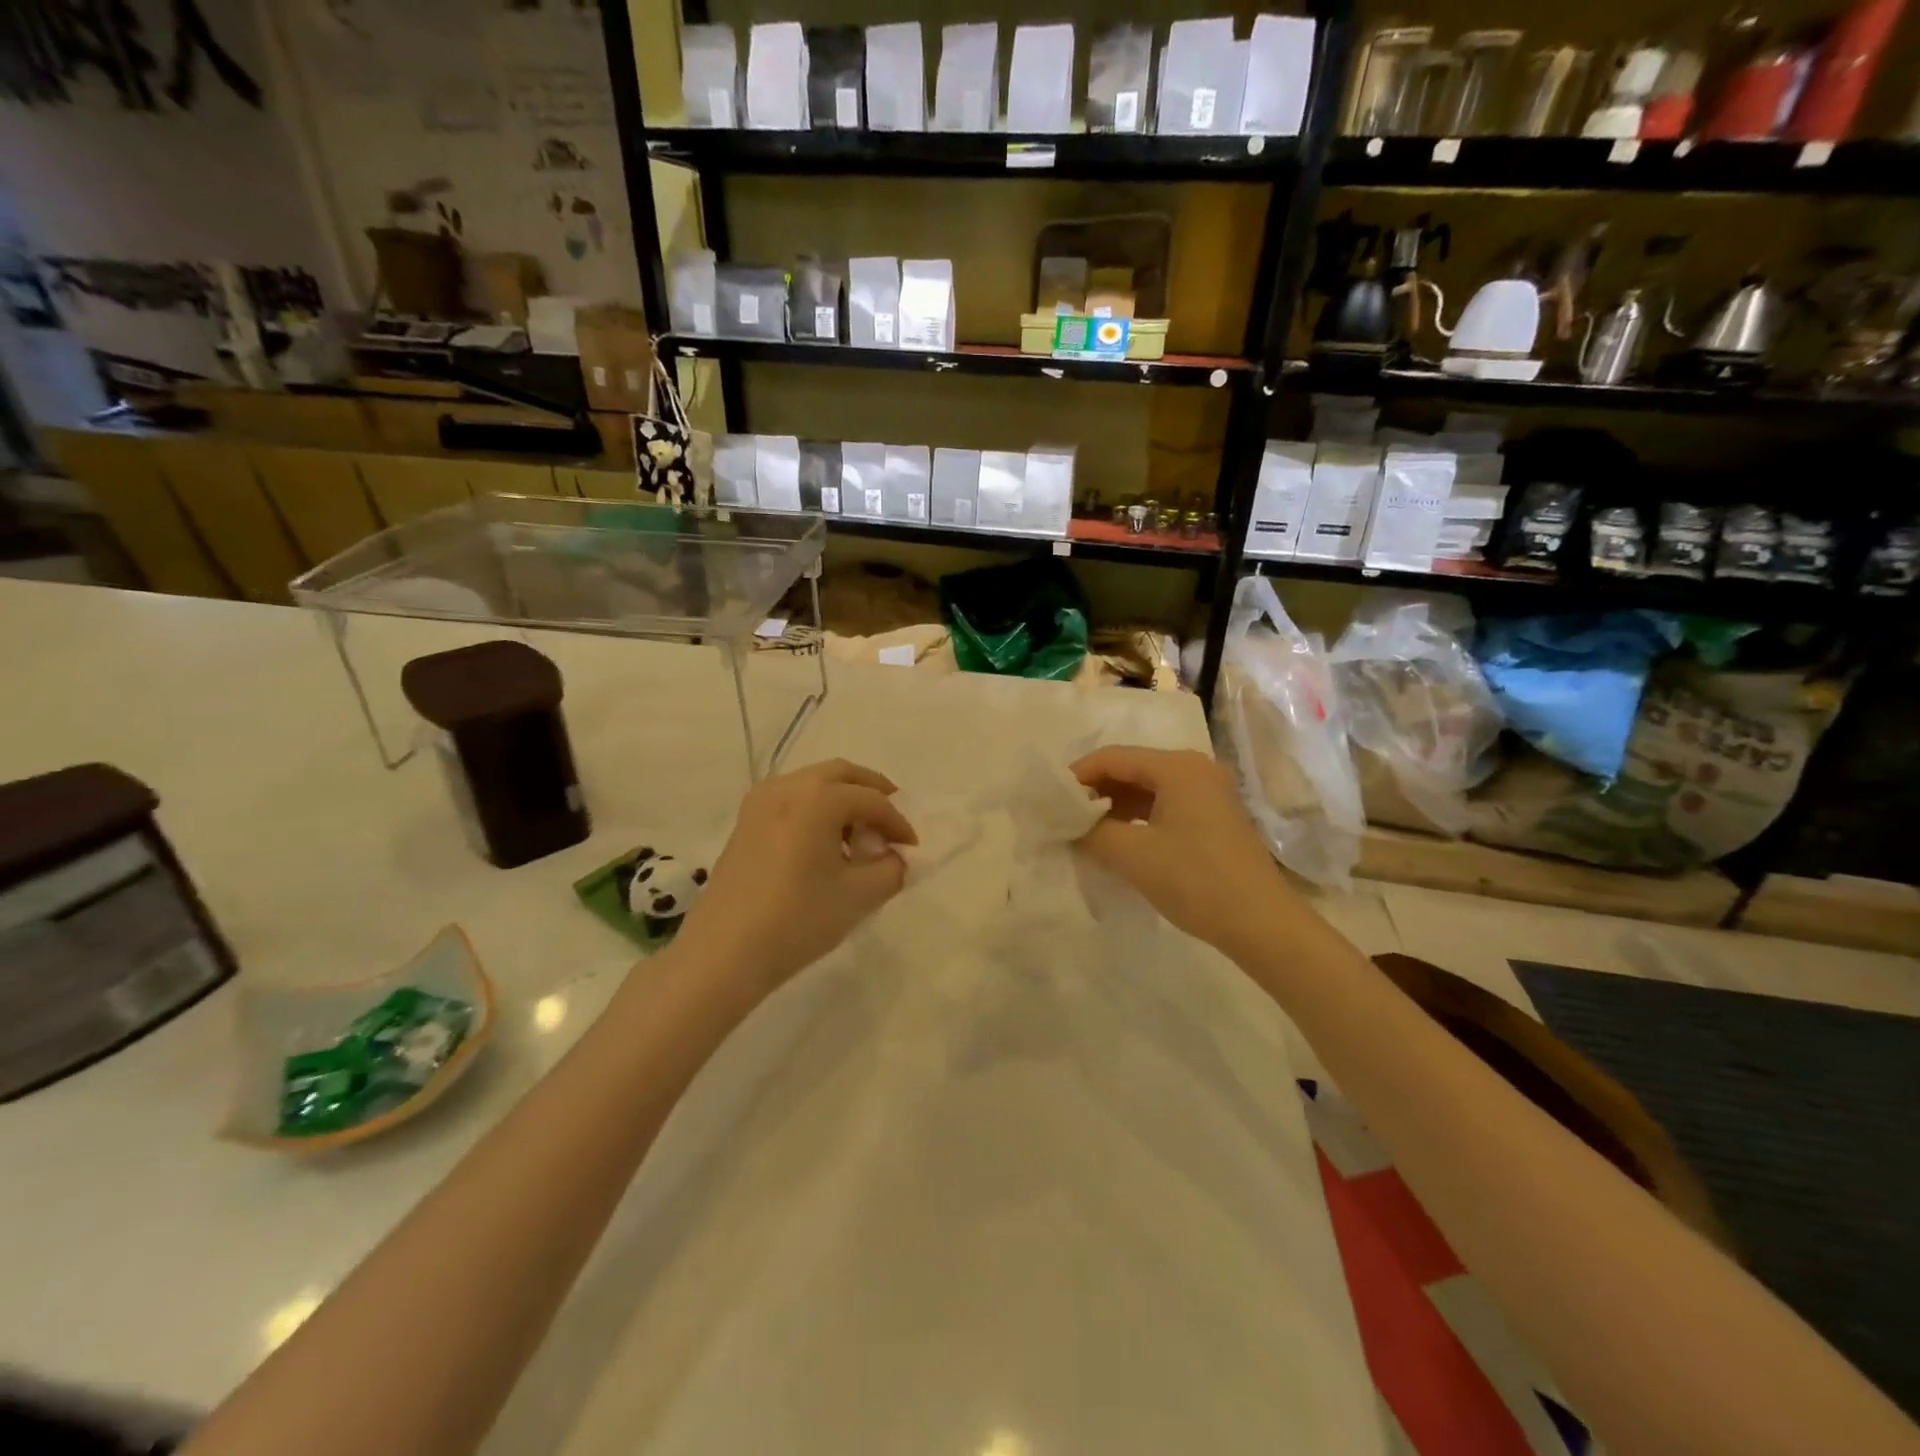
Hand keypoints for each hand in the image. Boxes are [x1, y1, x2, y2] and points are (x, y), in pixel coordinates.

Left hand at [672, 758, 917, 1000]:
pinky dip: (816, 809)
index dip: (898, 823)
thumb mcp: (860, 895)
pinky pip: (792, 800)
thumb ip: (891, 869)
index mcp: (818, 797)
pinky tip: (824, 845)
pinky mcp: (745, 823)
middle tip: (892, 821)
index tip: (912, 849)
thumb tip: (894, 858)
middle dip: (872, 793)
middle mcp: (787, 786)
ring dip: (843, 800)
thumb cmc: (798, 919)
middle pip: (841, 775)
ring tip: (859, 836)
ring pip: (813, 784)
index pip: (872, 800)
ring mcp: (760, 802)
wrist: (724, 953)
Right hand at [1070, 746, 1292, 953]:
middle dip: (1096, 790)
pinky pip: (1165, 804)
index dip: (1077, 776)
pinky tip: (1119, 839)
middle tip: (1065, 817)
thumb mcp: (1132, 855)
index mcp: (1177, 767)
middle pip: (1131, 768)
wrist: (1261, 923)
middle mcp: (1195, 768)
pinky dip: (1138, 817)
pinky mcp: (1214, 815)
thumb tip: (1068, 822)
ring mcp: (1208, 792)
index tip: (1050, 801)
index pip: (1113, 757)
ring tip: (1087, 830)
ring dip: (1115, 805)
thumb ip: (1092, 831)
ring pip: (1148, 787)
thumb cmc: (1194, 881)